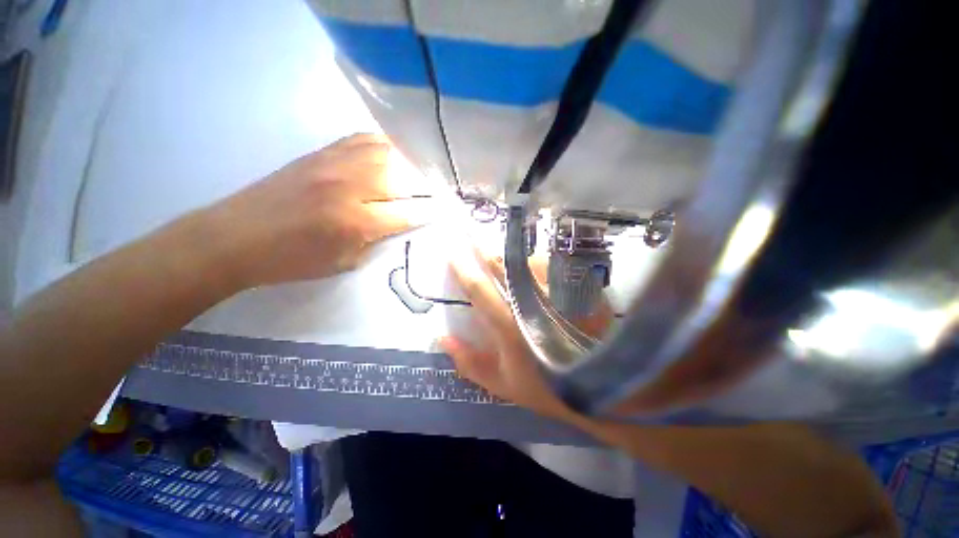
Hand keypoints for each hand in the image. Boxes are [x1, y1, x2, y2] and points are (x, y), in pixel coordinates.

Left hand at [200, 134, 435, 288]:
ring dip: (411, 162)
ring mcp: (334, 163)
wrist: (236, 236)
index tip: (448, 210)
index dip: (431, 212)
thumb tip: (401, 222)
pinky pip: (363, 140)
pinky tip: (394, 153)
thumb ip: (377, 240)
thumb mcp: (344, 263)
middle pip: (403, 176)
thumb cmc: (293, 260)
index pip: (408, 212)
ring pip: (387, 152)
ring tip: (424, 170)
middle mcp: (350, 186)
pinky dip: (385, 145)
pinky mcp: (321, 153)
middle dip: (428, 184)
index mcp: (355, 221)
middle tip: (442, 189)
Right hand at [440, 249, 608, 425]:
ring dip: (511, 256)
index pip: (479, 289)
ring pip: (527, 261)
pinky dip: (536, 263)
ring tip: (505, 254)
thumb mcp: (502, 384)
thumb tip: (442, 338)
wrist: (599, 387)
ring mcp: (557, 293)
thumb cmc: (546, 387)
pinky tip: (534, 268)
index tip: (452, 253)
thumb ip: (469, 362)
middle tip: (471, 236)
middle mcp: (532, 303)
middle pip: (503, 266)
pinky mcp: (577, 290)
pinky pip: (551, 266)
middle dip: (483, 249)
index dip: (462, 268)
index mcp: (510, 326)